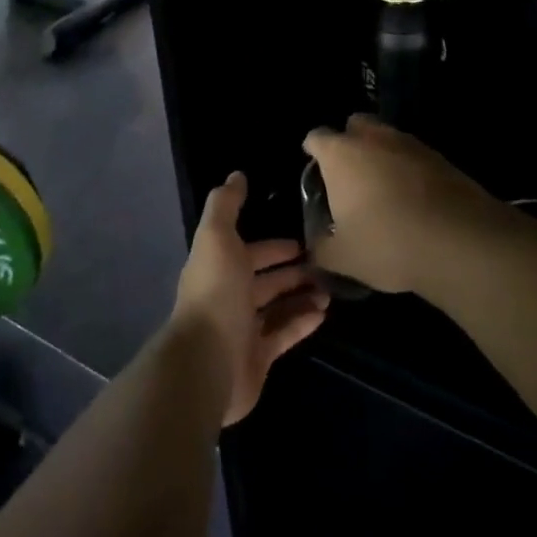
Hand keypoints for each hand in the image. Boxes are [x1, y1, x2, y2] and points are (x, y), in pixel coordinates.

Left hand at [171, 172, 328, 425]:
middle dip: (293, 271)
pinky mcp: (258, 358)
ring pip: (278, 308)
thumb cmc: (215, 293)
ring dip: (302, 296)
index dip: (274, 246)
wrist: (207, 362)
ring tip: (329, 290)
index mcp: (219, 267)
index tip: (302, 242)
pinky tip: (323, 313)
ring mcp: (243, 330)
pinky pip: (284, 335)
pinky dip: (303, 322)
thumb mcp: (217, 237)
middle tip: (325, 265)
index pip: (250, 252)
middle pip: (266, 281)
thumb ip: (226, 205)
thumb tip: (237, 174)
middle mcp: (230, 296)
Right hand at [302, 115, 506, 293]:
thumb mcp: (343, 257)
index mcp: (341, 154)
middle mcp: (373, 138)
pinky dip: (410, 170)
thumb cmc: (388, 243)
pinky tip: (414, 199)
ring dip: (382, 155)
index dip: (313, 151)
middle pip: (355, 125)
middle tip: (350, 175)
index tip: (314, 169)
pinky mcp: (441, 157)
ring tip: (383, 189)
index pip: (316, 137)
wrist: (460, 242)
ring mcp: (410, 144)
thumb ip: (321, 249)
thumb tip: (313, 249)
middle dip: (350, 142)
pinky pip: (415, 156)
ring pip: (388, 138)